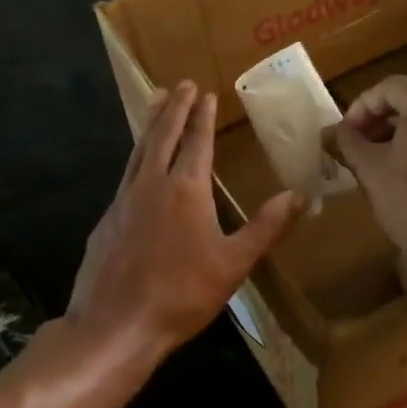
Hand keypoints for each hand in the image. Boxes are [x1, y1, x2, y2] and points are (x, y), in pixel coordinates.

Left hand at [69, 82, 300, 363]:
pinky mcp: (106, 220)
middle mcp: (151, 184)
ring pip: (138, 151)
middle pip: (162, 135)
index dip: (201, 115)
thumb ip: (266, 226)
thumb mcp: (234, 263)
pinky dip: (136, 156)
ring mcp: (123, 200)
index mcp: (185, 189)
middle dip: (172, 107)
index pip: (196, 141)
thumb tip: (300, 195)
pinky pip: (125, 175)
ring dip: (149, 124)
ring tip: (155, 102)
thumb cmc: (182, 294)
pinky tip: (138, 164)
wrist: (116, 324)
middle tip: (179, 83)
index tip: (204, 92)